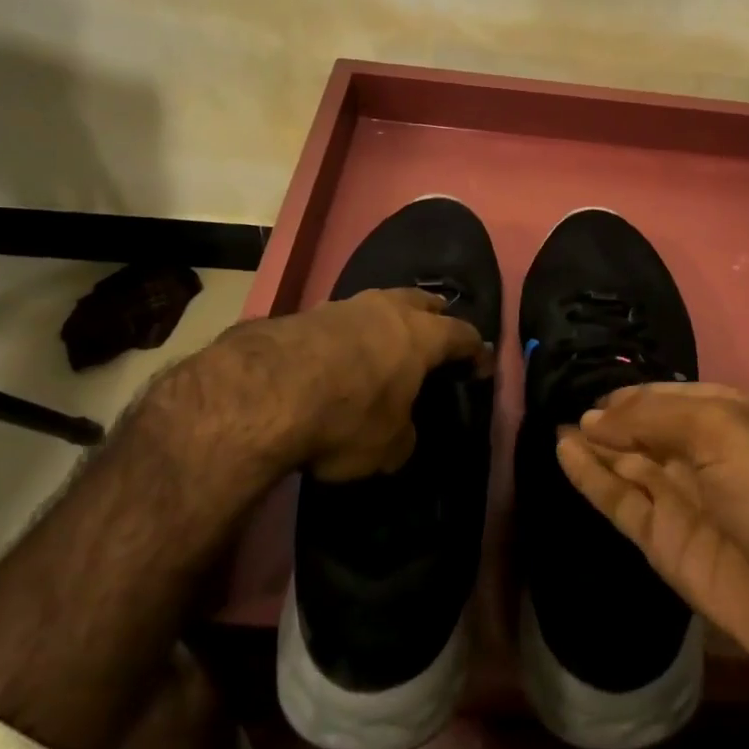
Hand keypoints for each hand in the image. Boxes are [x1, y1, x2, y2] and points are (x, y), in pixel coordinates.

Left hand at [193, 288, 489, 480]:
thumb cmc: (346, 416)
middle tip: (440, 329)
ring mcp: (344, 306)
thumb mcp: (387, 447)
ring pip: (378, 304)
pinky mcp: (305, 313)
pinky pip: (341, 320)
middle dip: (436, 315)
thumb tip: (401, 432)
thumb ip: (403, 435)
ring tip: (386, 339)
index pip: (463, 336)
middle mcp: (388, 310)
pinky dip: (348, 334)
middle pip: (422, 301)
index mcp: (422, 336)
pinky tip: (338, 353)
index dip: (476, 351)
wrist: (265, 391)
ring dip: (387, 321)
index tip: (483, 365)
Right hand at [556, 383, 748, 707]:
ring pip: (628, 466)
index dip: (632, 394)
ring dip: (594, 446)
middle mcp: (706, 457)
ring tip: (554, 425)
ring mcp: (686, 503)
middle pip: (647, 431)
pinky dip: (592, 481)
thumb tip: (595, 418)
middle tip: (561, 401)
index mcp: (731, 418)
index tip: (591, 388)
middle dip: (609, 418)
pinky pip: (622, 504)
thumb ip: (654, 418)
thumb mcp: (725, 432)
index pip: (669, 397)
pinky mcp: (669, 547)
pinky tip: (564, 455)